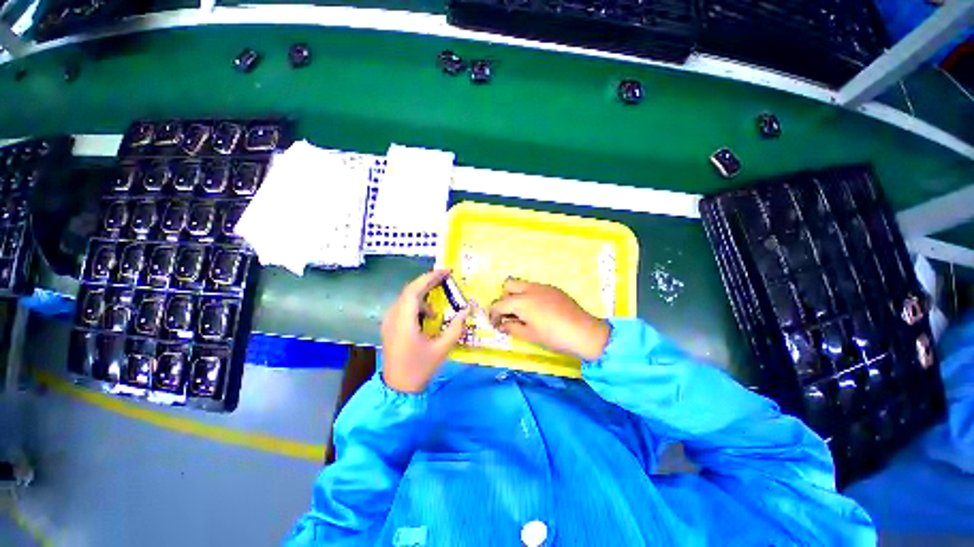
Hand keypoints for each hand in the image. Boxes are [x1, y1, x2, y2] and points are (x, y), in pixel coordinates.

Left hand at [381, 269, 470, 392]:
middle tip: (446, 277)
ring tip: (439, 300)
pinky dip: (418, 305)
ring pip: (406, 298)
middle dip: (428, 281)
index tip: (446, 271)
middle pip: (409, 291)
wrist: (398, 388)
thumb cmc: (420, 368)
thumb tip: (466, 310)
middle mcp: (393, 317)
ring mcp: (389, 321)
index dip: (430, 277)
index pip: (414, 290)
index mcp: (403, 322)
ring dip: (423, 293)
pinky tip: (429, 316)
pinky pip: (404, 307)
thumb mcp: (442, 349)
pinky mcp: (390, 326)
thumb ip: (455, 328)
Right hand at [489, 278, 609, 360]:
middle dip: (504, 298)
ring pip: (522, 284)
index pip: (499, 304)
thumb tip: (501, 326)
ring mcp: (542, 287)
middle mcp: (529, 289)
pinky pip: (535, 287)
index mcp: (521, 302)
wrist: (584, 332)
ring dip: (517, 295)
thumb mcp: (530, 335)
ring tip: (524, 312)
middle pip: (508, 285)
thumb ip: (512, 328)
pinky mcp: (553, 288)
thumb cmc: (554, 336)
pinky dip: (530, 295)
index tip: (495, 324)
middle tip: (509, 314)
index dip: (493, 314)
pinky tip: (540, 310)